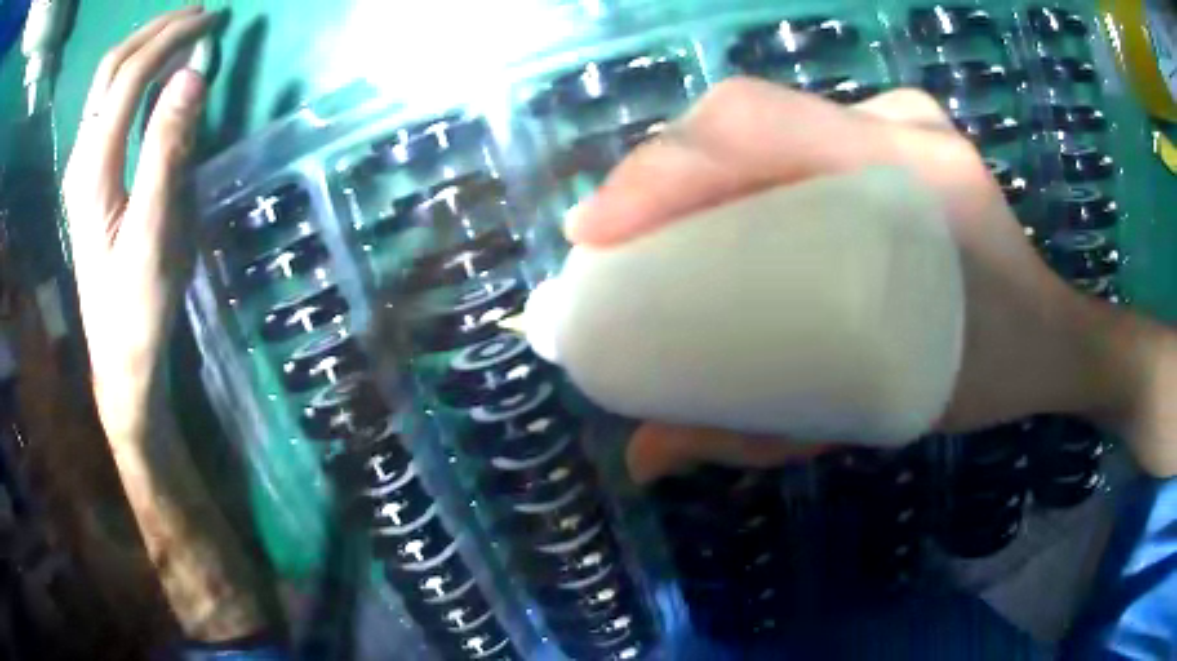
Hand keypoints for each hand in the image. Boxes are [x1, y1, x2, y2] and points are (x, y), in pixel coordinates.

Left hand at [62, 7, 217, 434]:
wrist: (121, 355)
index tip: (212, 20)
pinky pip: (111, 108)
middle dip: (155, 32)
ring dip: (145, 48)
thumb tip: (193, 76)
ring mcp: (84, 167)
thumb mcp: (157, 233)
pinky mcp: (92, 177)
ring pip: (108, 85)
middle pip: (112, 70)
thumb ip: (169, 152)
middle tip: (200, 14)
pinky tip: (162, 78)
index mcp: (93, 170)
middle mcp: (82, 158)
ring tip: (185, 35)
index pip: (129, 77)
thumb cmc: (139, 304)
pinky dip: (139, 77)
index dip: (170, 40)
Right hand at [569, 80, 1113, 482]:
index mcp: (916, 178)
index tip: (596, 233)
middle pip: (749, 114)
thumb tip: (646, 458)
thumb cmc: (989, 376)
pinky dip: (743, 162)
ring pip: (768, 116)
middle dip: (663, 171)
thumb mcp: (882, 413)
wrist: (1051, 334)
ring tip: (655, 230)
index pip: (760, 126)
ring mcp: (902, 116)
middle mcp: (903, 125)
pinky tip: (722, 208)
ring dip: (697, 166)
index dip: (663, 167)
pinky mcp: (898, 127)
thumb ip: (764, 434)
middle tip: (615, 243)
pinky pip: (799, 127)